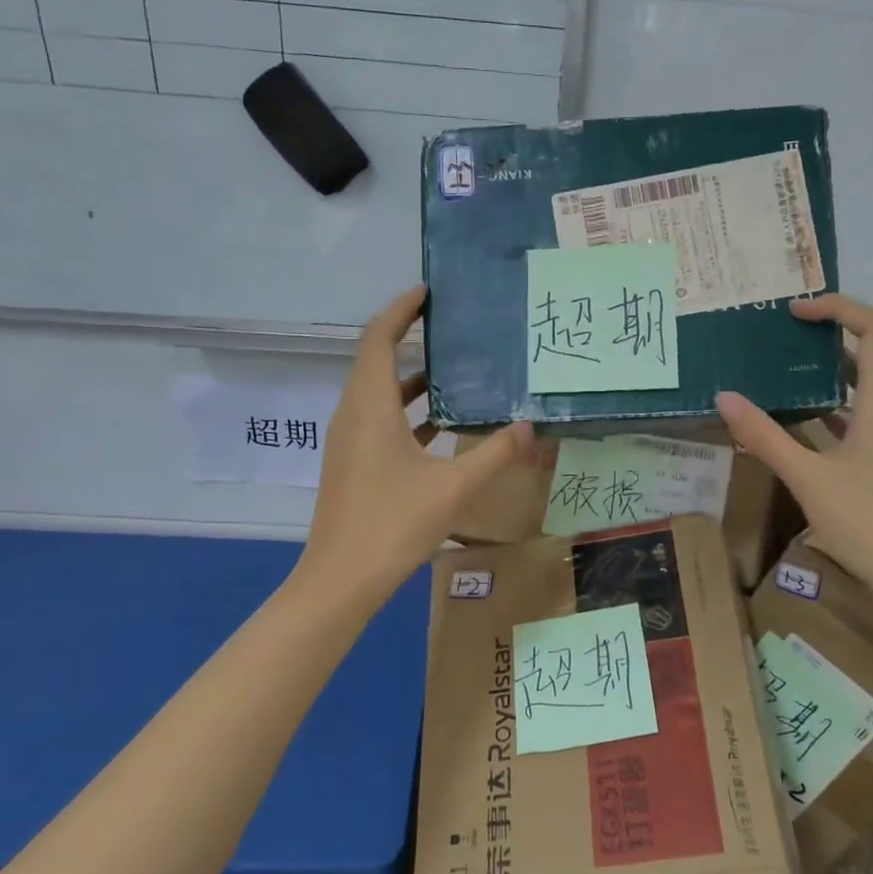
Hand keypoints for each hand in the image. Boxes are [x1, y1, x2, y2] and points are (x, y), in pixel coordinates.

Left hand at [299, 286, 532, 601]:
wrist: (340, 581)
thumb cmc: (392, 525)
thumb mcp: (453, 487)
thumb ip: (495, 453)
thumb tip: (532, 425)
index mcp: (370, 407)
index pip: (378, 339)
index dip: (400, 310)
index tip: (428, 292)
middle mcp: (353, 414)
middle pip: (376, 360)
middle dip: (409, 337)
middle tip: (452, 327)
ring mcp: (348, 441)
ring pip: (379, 393)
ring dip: (412, 379)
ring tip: (456, 372)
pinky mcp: (352, 463)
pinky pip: (379, 420)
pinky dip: (408, 411)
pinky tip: (442, 426)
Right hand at [716, 295, 872, 607]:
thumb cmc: (868, 522)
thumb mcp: (807, 478)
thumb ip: (765, 436)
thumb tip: (725, 398)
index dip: (838, 308)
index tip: (795, 311)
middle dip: (839, 328)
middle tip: (792, 330)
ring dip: (841, 363)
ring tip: (795, 363)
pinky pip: (872, 408)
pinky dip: (843, 397)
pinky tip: (811, 414)